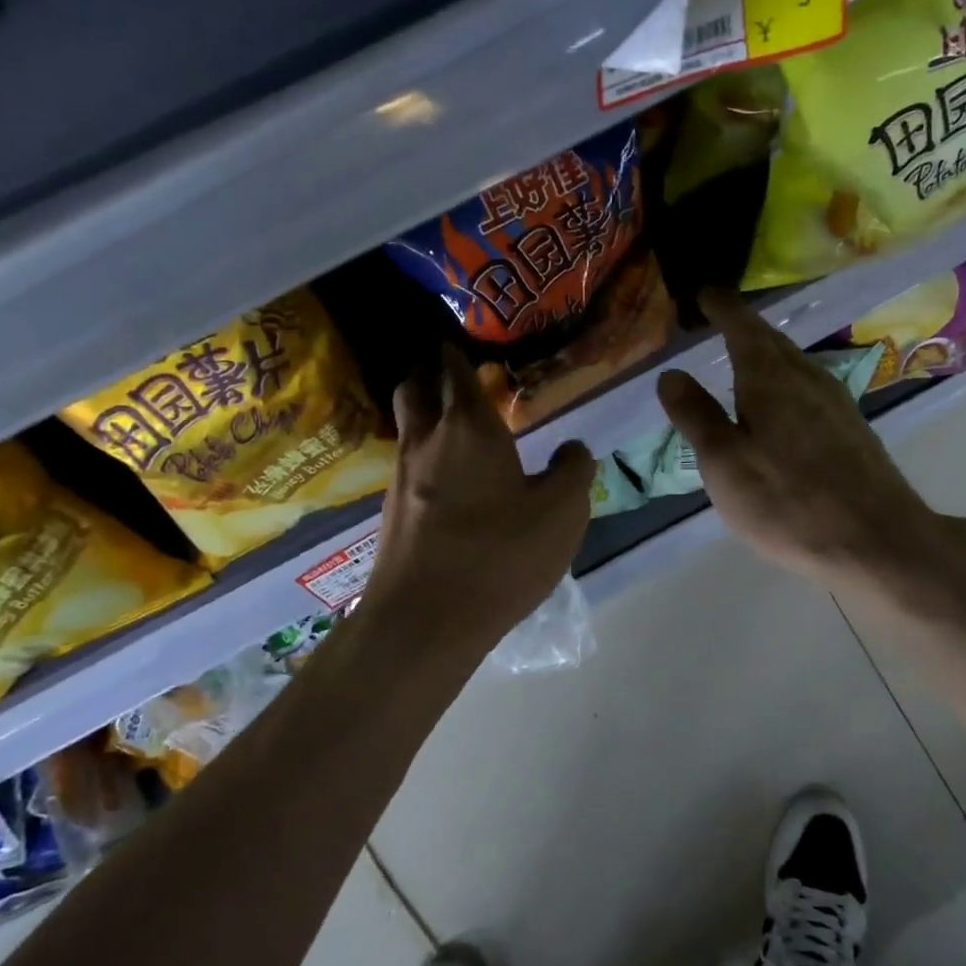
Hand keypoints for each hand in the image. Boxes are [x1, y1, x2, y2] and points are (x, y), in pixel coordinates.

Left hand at [363, 347, 592, 652]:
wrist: (426, 619)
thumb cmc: (501, 555)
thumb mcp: (563, 512)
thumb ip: (573, 470)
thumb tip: (572, 448)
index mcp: (470, 427)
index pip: (457, 369)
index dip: (461, 353)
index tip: (470, 346)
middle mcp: (426, 440)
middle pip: (416, 387)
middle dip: (432, 373)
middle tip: (457, 376)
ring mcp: (401, 476)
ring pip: (406, 425)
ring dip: (424, 413)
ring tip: (455, 424)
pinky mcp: (392, 512)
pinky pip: (406, 464)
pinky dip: (424, 455)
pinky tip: (447, 480)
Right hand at [657, 290, 956, 590]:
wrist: (874, 539)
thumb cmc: (786, 501)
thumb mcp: (724, 462)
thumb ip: (696, 415)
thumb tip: (670, 373)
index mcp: (770, 378)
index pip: (742, 327)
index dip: (722, 308)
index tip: (707, 293)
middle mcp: (807, 378)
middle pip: (773, 341)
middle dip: (745, 327)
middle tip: (722, 321)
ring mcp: (836, 403)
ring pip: (795, 365)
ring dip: (769, 354)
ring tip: (747, 358)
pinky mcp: (852, 430)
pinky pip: (810, 389)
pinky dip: (787, 382)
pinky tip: (783, 404)